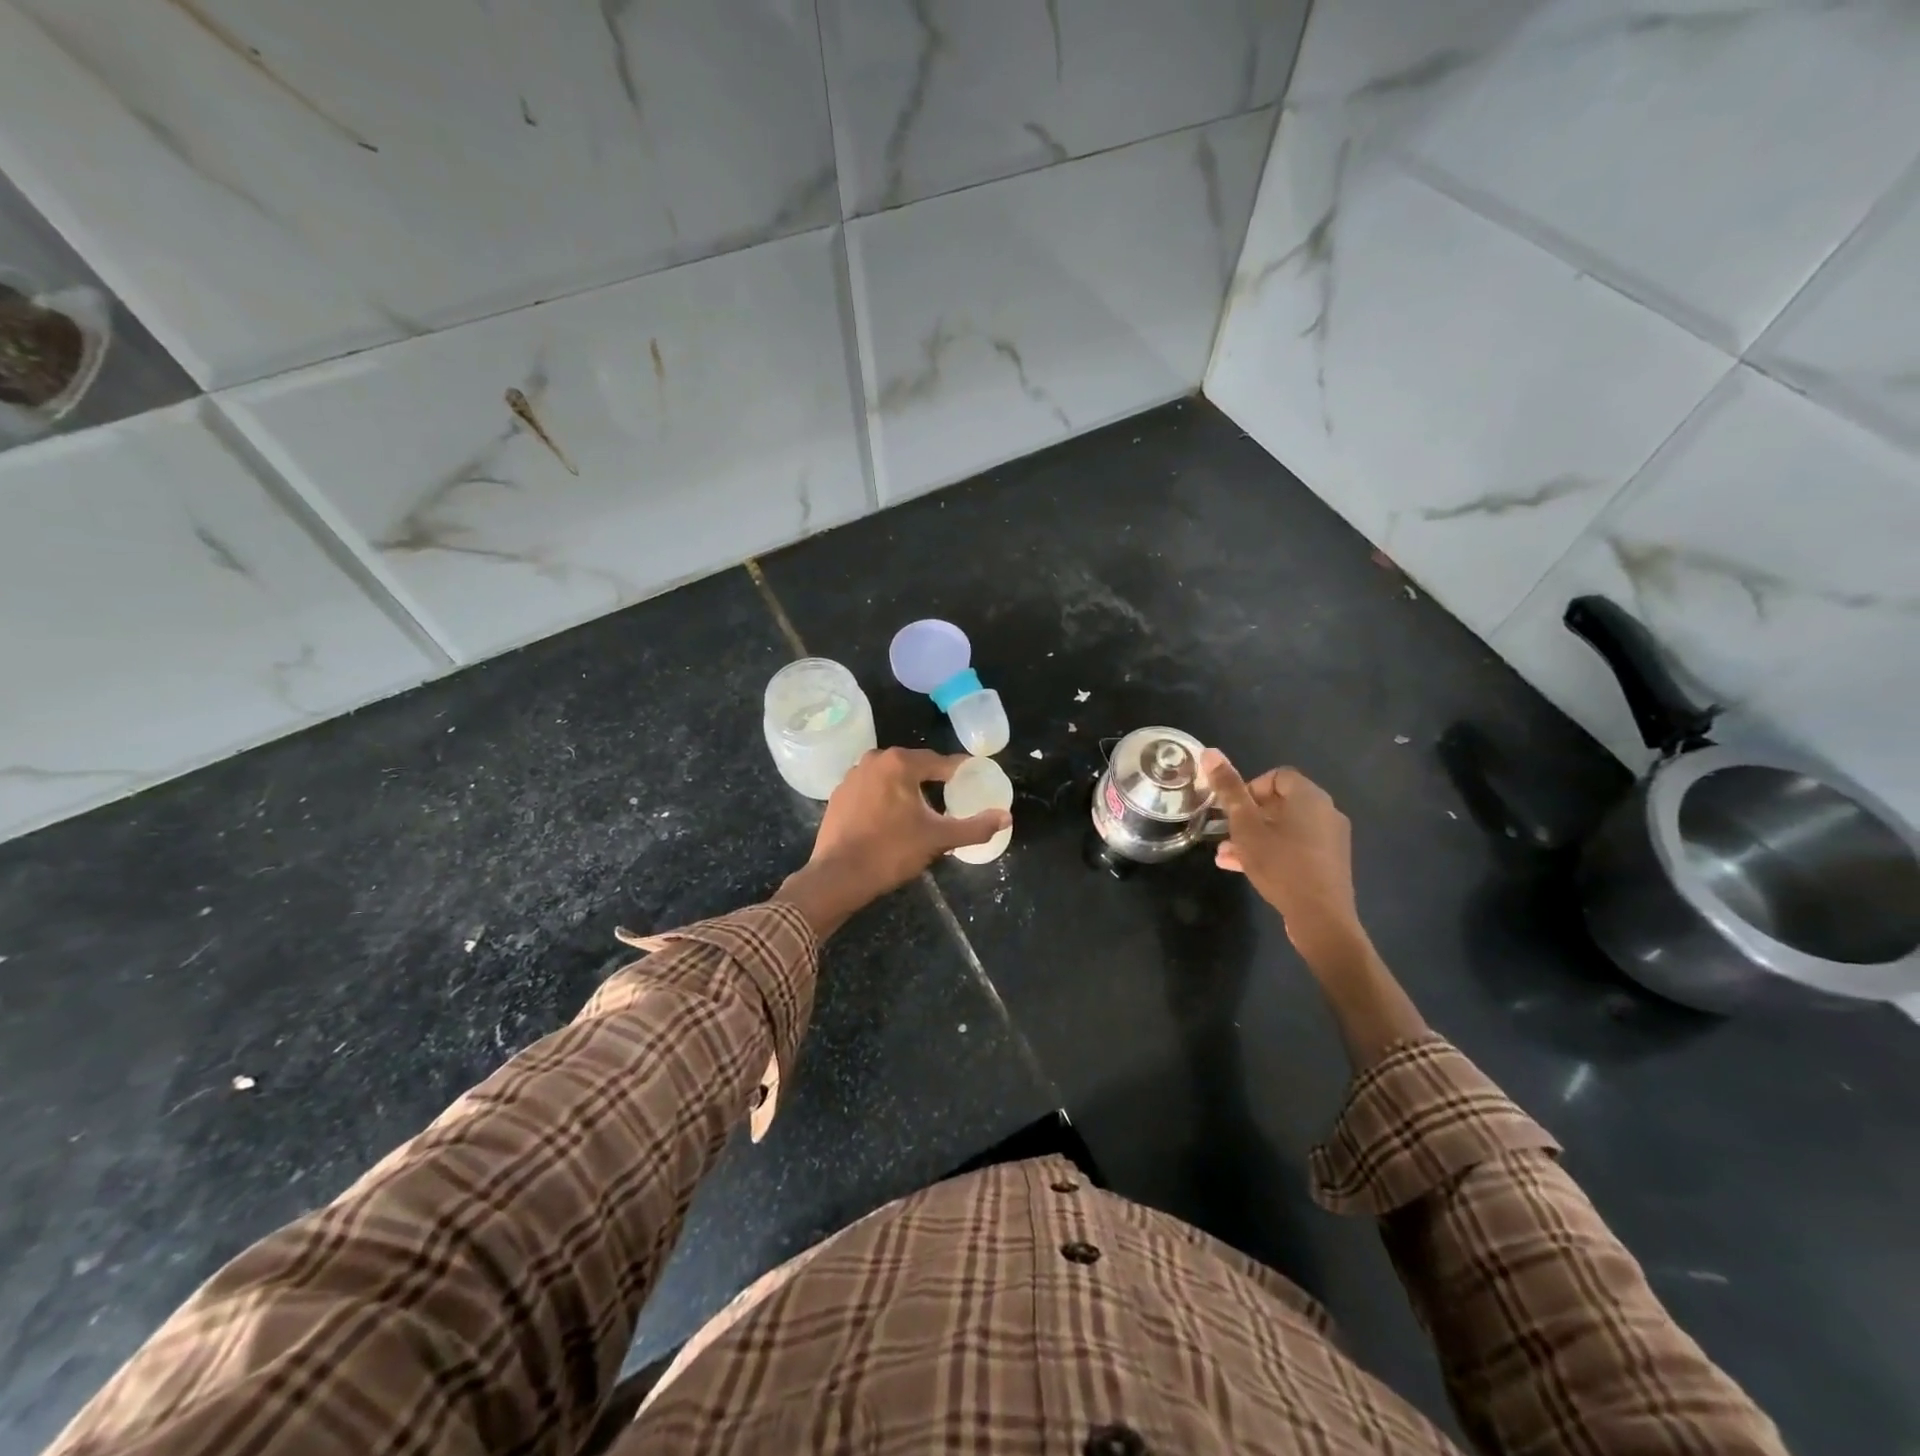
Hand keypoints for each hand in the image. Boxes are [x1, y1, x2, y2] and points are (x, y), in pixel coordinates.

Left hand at [775, 748, 1009, 937]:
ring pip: (891, 777)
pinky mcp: (839, 794)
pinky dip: (885, 798)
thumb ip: (975, 827)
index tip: (974, 782)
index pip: (940, 762)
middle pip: (914, 766)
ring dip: (908, 789)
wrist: (838, 876)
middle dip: (933, 781)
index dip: (960, 772)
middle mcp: (874, 759)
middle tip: (951, 799)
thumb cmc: (891, 852)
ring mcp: (852, 776)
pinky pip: (872, 789)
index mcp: (900, 763)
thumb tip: (1006, 817)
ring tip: (923, 811)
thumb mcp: (938, 839)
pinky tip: (892, 819)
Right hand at [1200, 751, 1362, 961]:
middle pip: (1280, 802)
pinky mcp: (1330, 862)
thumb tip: (1210, 752)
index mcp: (1309, 797)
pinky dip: (1272, 850)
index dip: (1249, 788)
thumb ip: (1228, 789)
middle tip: (1226, 832)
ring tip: (1226, 853)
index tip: (1230, 809)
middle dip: (1248, 815)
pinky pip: (1296, 846)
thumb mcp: (1245, 826)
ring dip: (1255, 835)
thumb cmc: (1280, 864)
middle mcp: (1326, 812)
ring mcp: (1331, 839)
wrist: (1321, 918)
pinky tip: (1244, 868)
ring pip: (1285, 828)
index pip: (1276, 776)